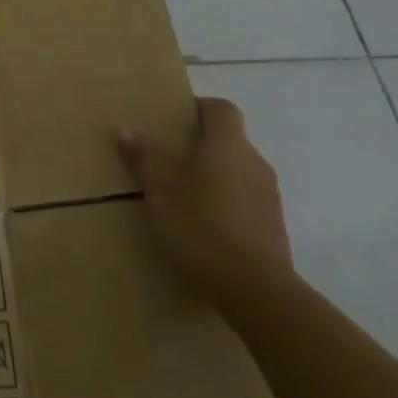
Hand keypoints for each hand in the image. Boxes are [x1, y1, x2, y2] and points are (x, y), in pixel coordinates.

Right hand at [114, 97, 292, 301]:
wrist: (256, 289)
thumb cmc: (202, 226)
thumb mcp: (161, 190)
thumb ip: (144, 157)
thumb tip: (124, 128)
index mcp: (228, 145)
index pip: (221, 109)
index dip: (199, 108)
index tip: (174, 120)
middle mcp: (255, 162)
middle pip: (229, 140)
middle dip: (201, 146)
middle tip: (168, 160)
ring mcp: (269, 196)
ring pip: (238, 172)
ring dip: (214, 176)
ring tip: (183, 197)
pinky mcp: (273, 226)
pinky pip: (245, 200)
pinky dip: (225, 204)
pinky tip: (203, 226)